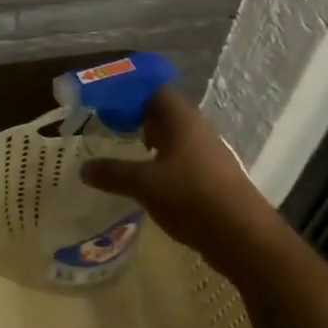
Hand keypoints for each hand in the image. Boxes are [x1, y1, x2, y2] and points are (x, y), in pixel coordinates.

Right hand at [80, 87, 267, 255]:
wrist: (244, 237)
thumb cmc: (191, 197)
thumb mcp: (144, 185)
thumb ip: (113, 173)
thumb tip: (83, 169)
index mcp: (181, 120)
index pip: (154, 90)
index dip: (129, 92)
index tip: (104, 101)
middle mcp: (197, 130)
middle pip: (163, 113)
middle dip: (136, 116)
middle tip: (107, 125)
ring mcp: (208, 154)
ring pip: (174, 137)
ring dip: (150, 141)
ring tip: (122, 150)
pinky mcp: (213, 177)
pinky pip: (182, 159)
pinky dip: (162, 162)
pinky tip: (147, 179)